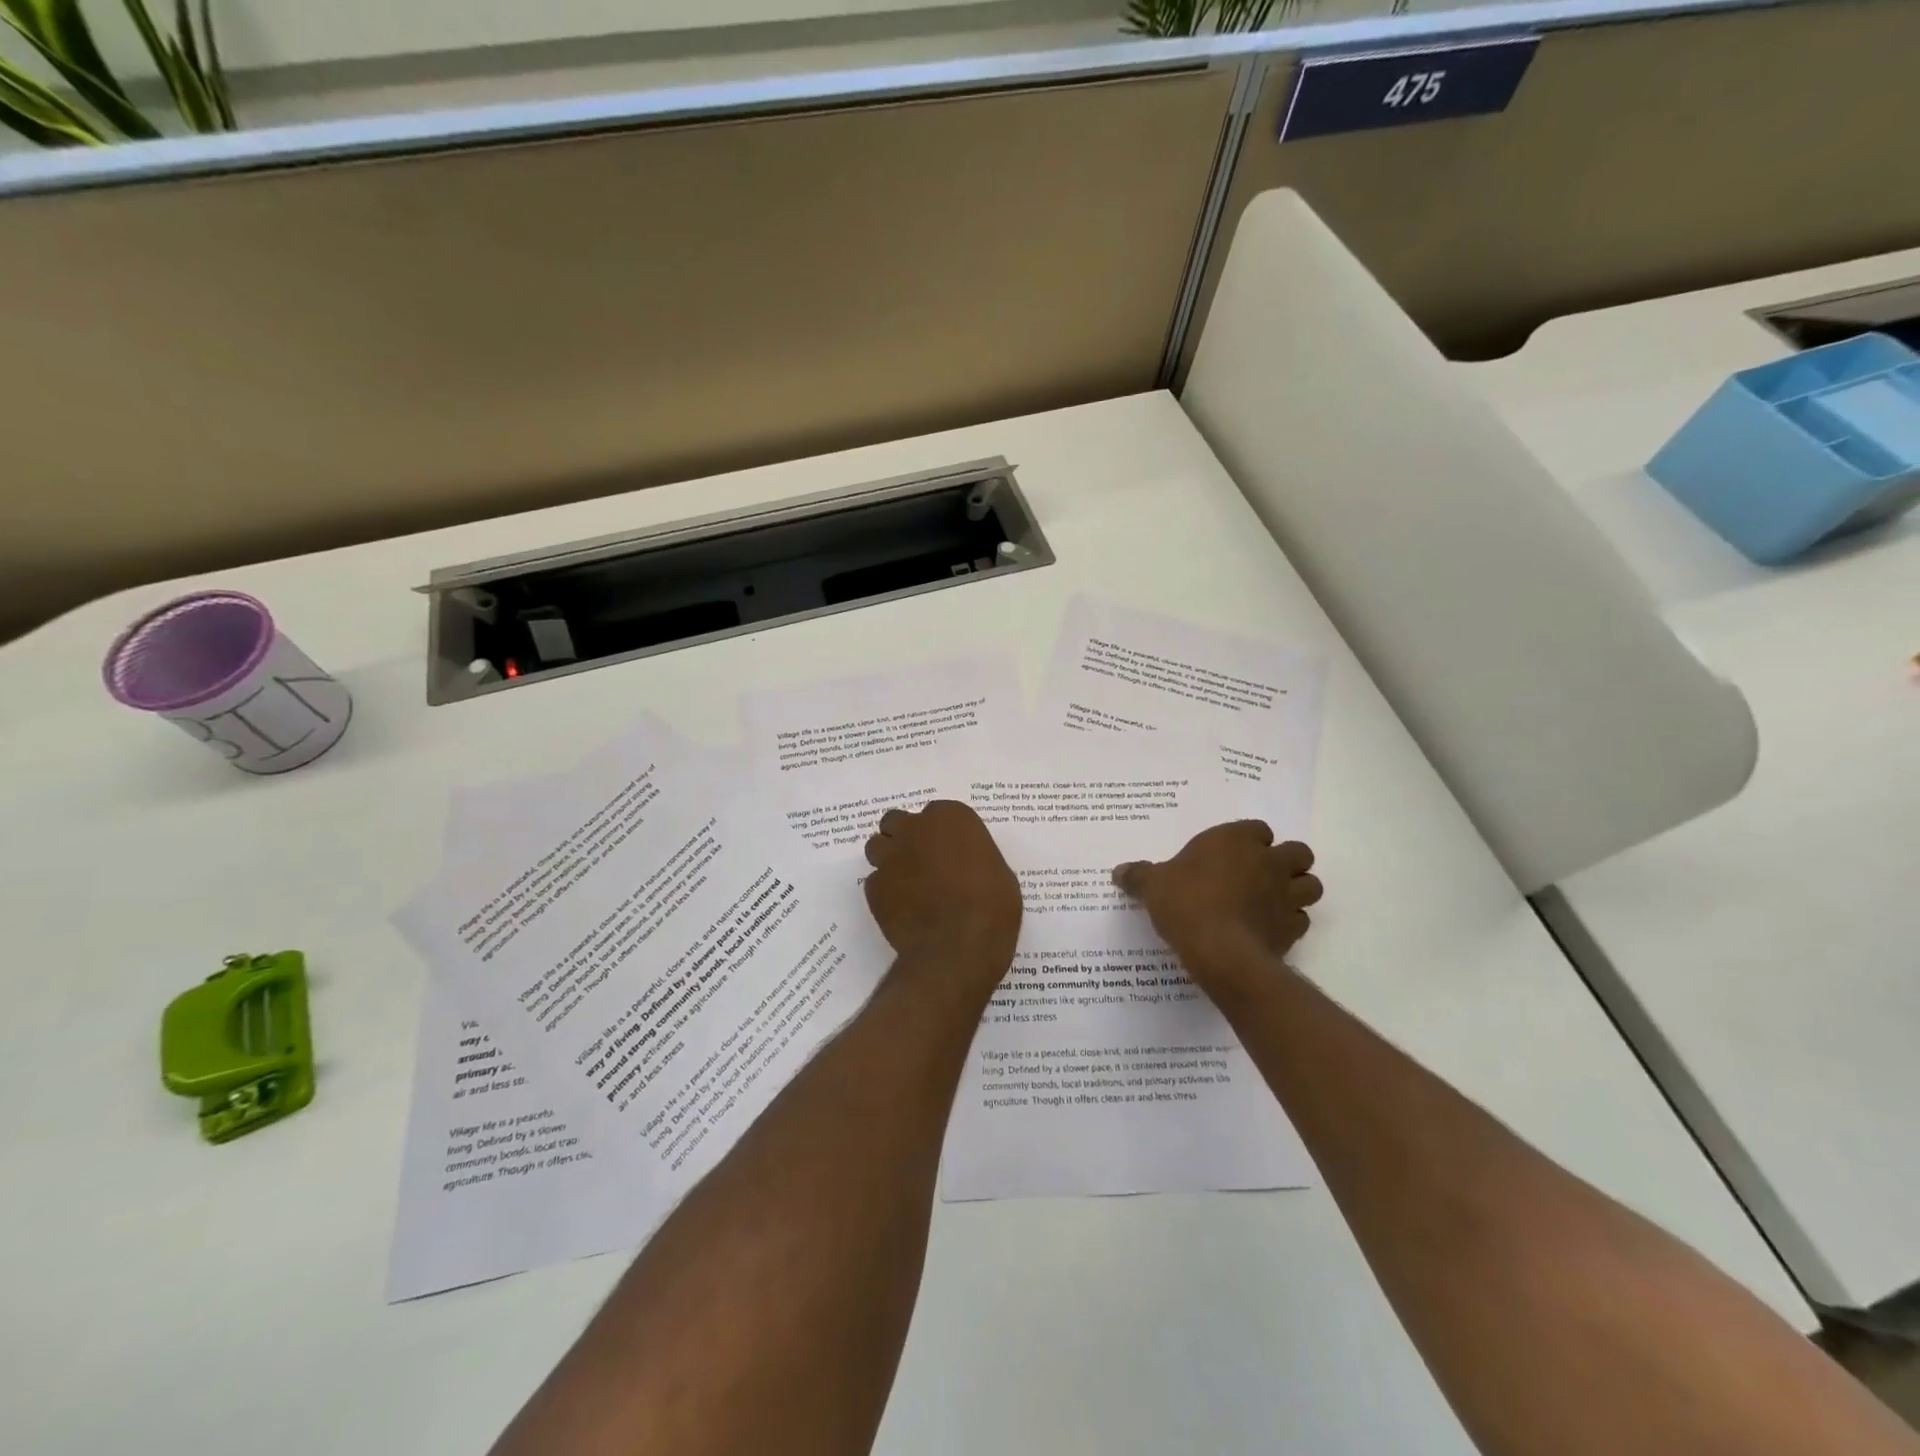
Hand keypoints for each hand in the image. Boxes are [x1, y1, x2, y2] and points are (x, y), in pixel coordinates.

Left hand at [864, 800, 1021, 987]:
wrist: (959, 946)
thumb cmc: (991, 906)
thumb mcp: (998, 872)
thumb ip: (973, 857)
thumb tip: (965, 865)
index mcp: (949, 817)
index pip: (937, 813)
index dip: (940, 832)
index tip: (949, 850)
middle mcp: (914, 829)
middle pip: (897, 822)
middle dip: (905, 837)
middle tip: (921, 861)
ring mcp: (890, 857)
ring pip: (878, 847)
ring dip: (889, 859)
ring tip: (906, 883)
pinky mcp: (874, 887)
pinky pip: (876, 882)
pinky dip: (886, 891)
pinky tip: (902, 909)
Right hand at [1113, 822, 1321, 987]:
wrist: (1218, 949)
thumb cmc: (1184, 902)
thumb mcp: (1152, 885)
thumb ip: (1138, 875)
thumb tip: (1118, 871)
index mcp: (1236, 840)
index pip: (1258, 829)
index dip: (1249, 840)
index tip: (1232, 854)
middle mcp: (1268, 862)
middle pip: (1298, 852)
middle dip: (1286, 861)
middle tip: (1260, 875)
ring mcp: (1286, 895)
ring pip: (1311, 885)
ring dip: (1297, 890)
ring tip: (1273, 901)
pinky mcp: (1293, 929)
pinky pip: (1301, 920)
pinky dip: (1290, 923)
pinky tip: (1269, 930)